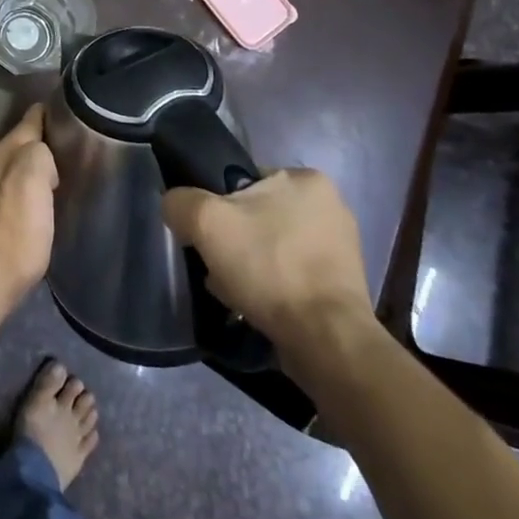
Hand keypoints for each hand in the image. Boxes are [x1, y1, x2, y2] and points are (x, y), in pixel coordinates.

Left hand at [0, 104, 58, 314]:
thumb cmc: (15, 236)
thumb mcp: (38, 186)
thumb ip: (40, 156)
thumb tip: (41, 158)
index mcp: (0, 153)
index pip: (28, 122)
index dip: (45, 115)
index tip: (60, 110)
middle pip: (12, 147)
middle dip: (32, 148)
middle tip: (58, 157)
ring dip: (15, 174)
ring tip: (37, 186)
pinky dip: (2, 196)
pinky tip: (11, 211)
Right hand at [163, 169, 376, 377]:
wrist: (325, 338)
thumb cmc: (269, 267)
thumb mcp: (206, 221)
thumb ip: (181, 202)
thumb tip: (176, 206)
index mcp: (307, 179)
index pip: (243, 182)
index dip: (216, 207)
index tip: (206, 236)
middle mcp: (331, 206)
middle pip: (255, 217)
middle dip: (232, 241)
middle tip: (217, 266)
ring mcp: (340, 248)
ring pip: (271, 248)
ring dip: (248, 266)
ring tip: (233, 291)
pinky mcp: (342, 284)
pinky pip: (290, 275)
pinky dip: (270, 287)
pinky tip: (256, 305)